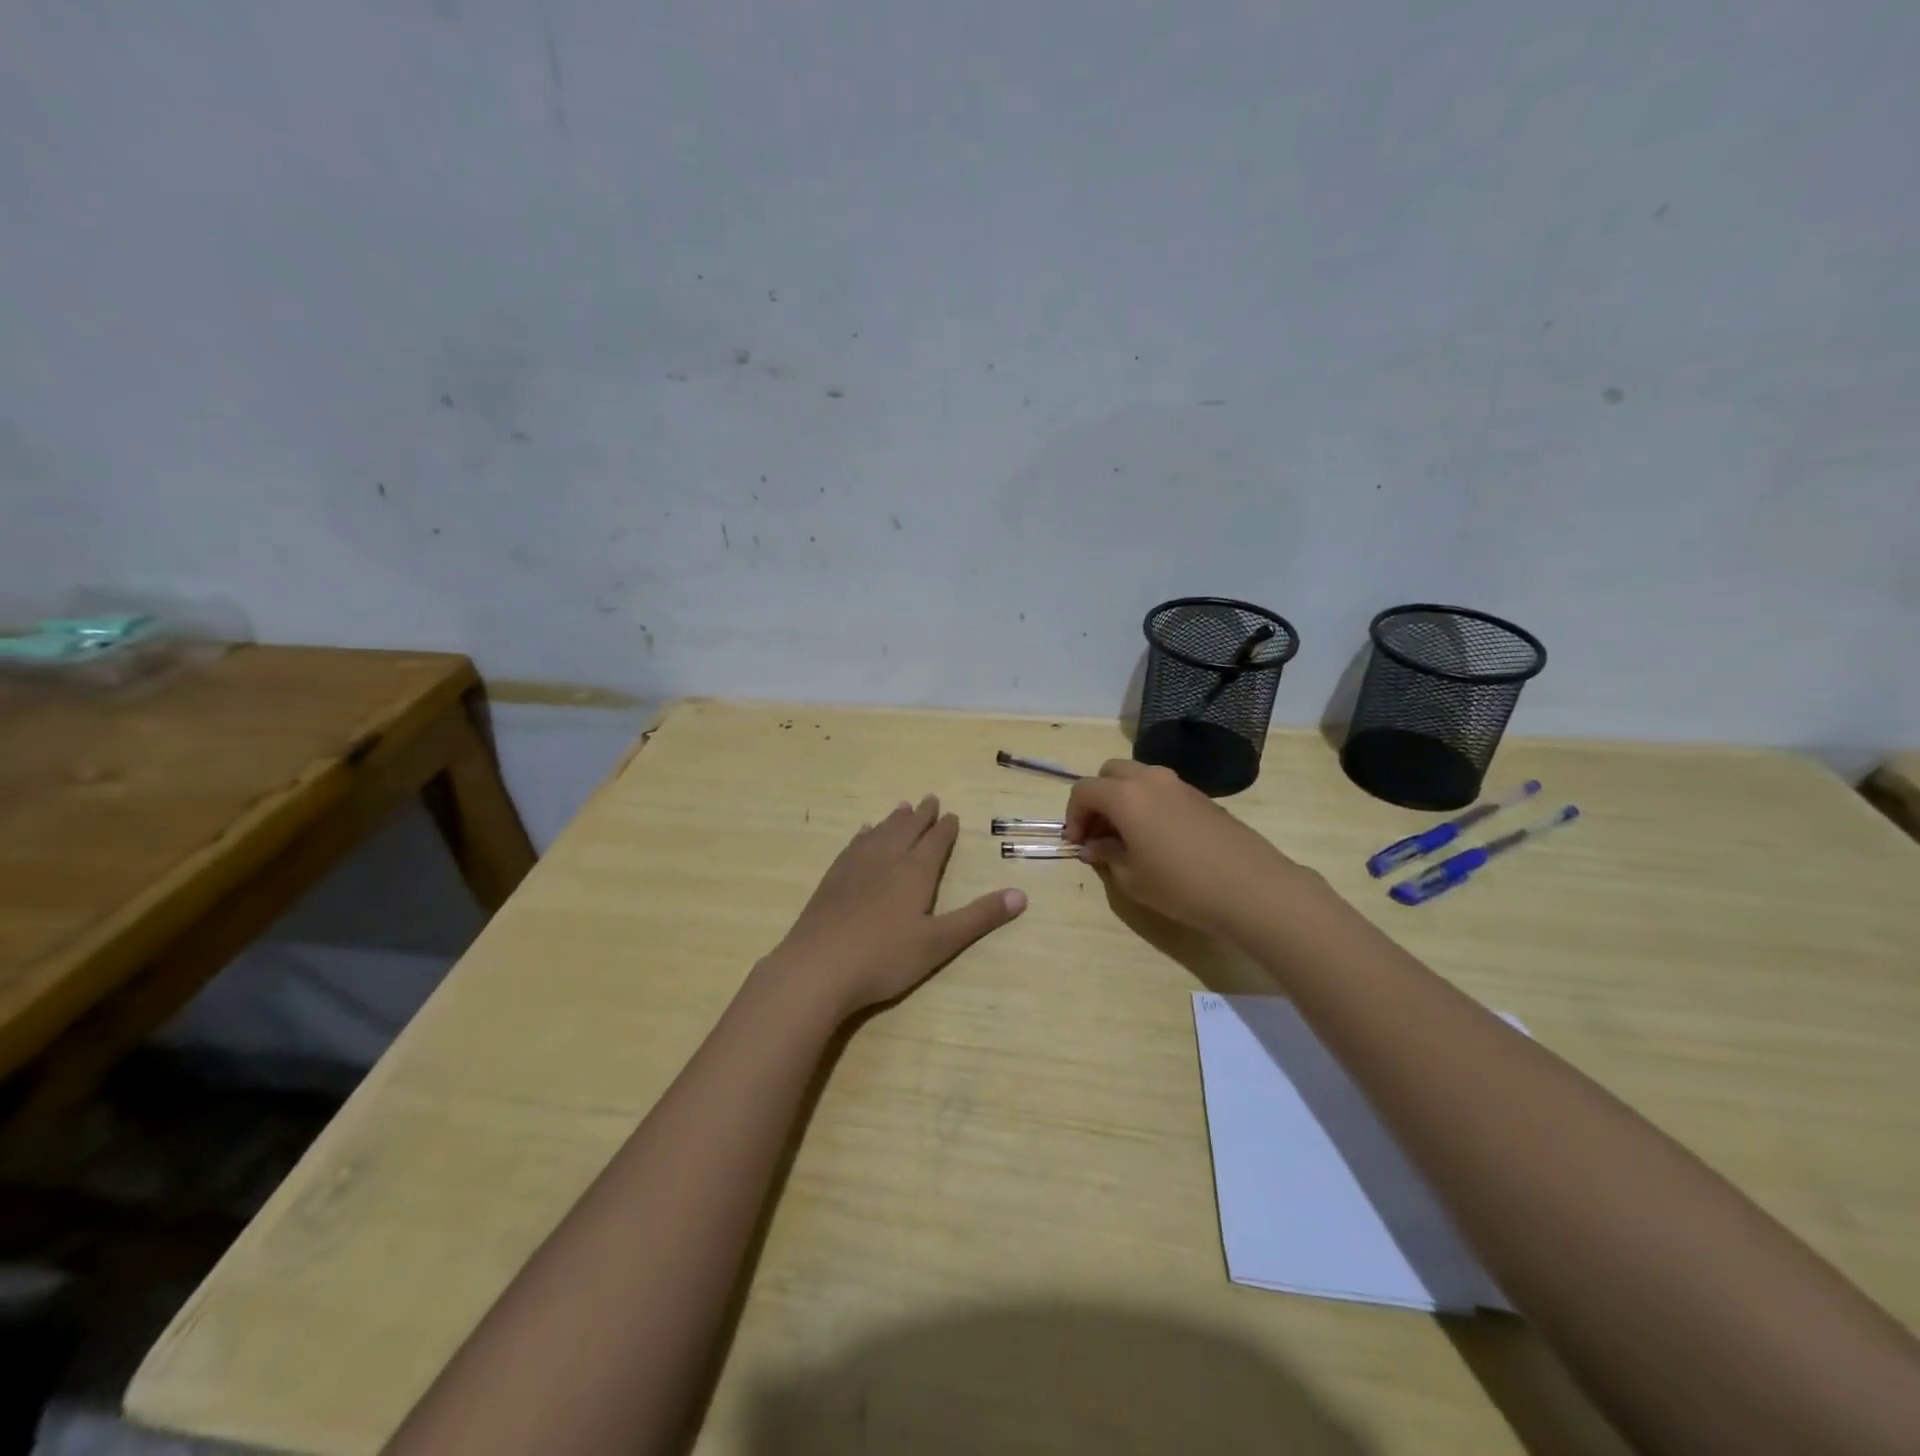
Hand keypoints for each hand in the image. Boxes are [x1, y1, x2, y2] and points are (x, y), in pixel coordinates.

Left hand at [762, 795, 1025, 1019]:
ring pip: (879, 834)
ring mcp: (854, 868)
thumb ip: (978, 918)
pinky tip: (863, 834)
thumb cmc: (884, 958)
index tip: (951, 815)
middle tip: (929, 799)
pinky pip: (854, 846)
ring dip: (893, 820)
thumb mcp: (939, 942)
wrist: (817, 968)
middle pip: (906, 830)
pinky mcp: (832, 880)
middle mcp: (885, 861)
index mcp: (914, 873)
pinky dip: (864, 835)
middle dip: (921, 816)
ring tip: (902, 808)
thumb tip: (1021, 895)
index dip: (945, 829)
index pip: (934, 843)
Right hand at [1064, 760, 1304, 936]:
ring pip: (1138, 778)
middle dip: (1097, 800)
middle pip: (1110, 774)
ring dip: (1123, 800)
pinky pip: (1161, 790)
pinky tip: (1155, 839)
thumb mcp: (1132, 878)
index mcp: (1126, 795)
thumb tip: (1094, 847)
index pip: (1084, 790)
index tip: (1077, 844)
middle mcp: (1150, 779)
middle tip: (1097, 834)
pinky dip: (1147, 805)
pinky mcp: (1201, 797)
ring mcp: (1179, 785)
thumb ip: (1106, 856)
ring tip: (1125, 838)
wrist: (1251, 888)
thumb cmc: (1181, 885)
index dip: (1073, 816)